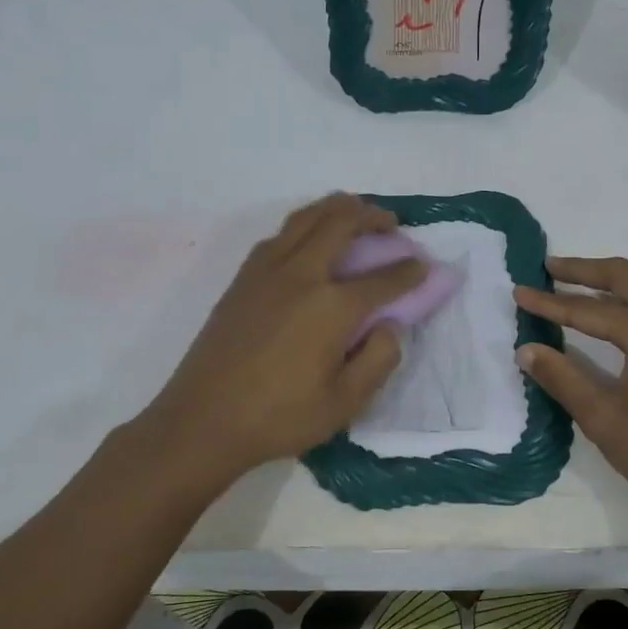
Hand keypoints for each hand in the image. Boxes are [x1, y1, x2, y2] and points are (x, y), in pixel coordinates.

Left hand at [143, 194, 424, 478]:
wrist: (202, 420)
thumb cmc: (279, 417)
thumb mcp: (345, 403)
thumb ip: (379, 359)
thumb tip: (391, 325)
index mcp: (331, 306)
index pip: (383, 278)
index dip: (410, 271)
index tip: (424, 266)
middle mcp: (301, 274)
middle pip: (342, 223)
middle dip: (373, 217)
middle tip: (391, 224)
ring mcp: (267, 271)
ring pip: (307, 217)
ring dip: (337, 208)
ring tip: (355, 213)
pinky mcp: (243, 278)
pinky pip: (281, 233)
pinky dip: (306, 223)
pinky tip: (310, 239)